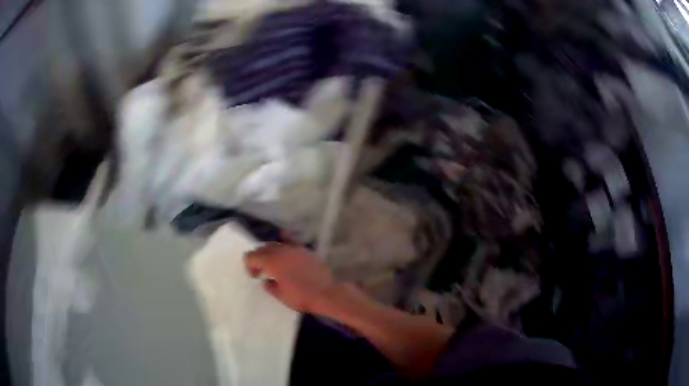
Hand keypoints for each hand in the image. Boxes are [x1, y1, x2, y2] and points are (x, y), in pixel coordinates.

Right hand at [244, 242, 335, 312]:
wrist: (327, 294)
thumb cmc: (301, 297)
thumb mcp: (281, 296)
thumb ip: (270, 286)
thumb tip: (266, 281)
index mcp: (271, 261)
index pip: (251, 256)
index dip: (249, 265)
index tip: (255, 276)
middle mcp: (281, 251)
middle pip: (263, 248)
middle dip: (259, 258)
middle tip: (262, 271)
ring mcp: (295, 248)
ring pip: (276, 244)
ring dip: (271, 252)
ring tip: (274, 263)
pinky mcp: (306, 250)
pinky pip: (292, 242)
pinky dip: (285, 243)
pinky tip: (286, 249)